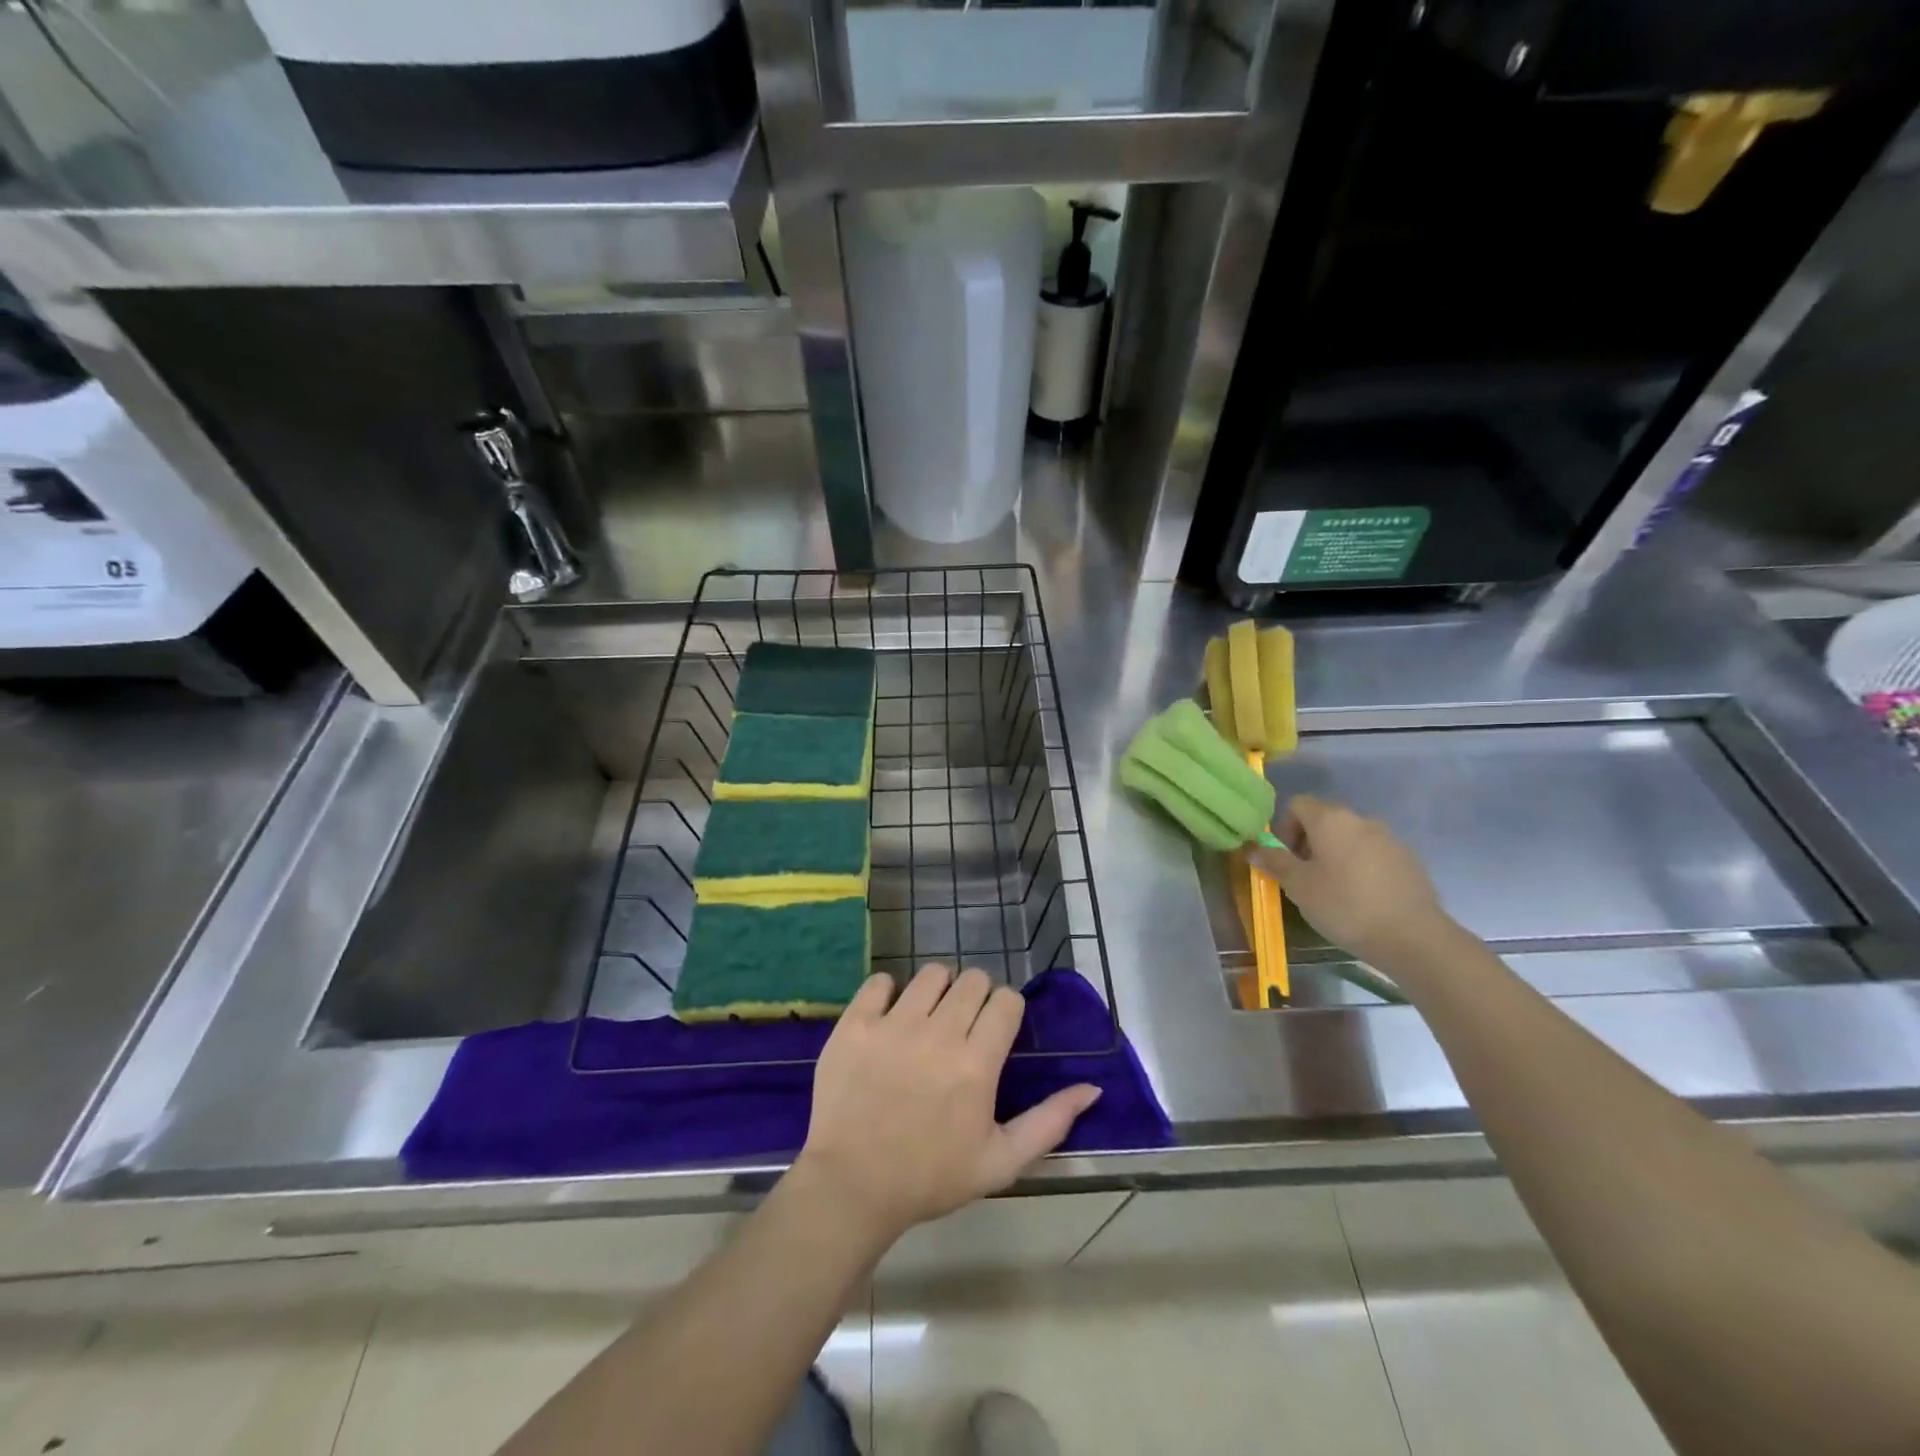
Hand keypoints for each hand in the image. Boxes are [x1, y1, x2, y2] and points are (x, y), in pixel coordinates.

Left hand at [795, 964, 1100, 1244]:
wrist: (851, 1187)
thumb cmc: (930, 1178)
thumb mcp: (1000, 1162)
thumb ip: (1049, 1122)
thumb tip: (1092, 1087)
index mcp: (977, 1063)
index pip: (1006, 1000)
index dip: (1006, 1010)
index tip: (995, 1030)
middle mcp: (938, 1033)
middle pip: (972, 979)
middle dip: (976, 996)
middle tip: (963, 1026)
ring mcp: (893, 1024)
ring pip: (931, 974)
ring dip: (938, 990)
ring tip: (929, 1018)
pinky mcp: (856, 1023)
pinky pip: (880, 981)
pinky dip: (888, 992)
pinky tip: (890, 1017)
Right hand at [1249, 794, 1450, 966]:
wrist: (1413, 937)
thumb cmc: (1344, 905)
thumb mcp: (1299, 886)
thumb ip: (1274, 862)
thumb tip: (1252, 848)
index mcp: (1331, 820)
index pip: (1297, 804)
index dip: (1284, 828)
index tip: (1286, 858)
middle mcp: (1361, 820)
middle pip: (1325, 819)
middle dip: (1308, 842)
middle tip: (1305, 876)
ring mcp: (1389, 839)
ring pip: (1350, 837)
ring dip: (1335, 855)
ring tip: (1334, 890)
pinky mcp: (1408, 860)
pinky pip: (1373, 854)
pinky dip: (1360, 867)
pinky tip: (1362, 898)